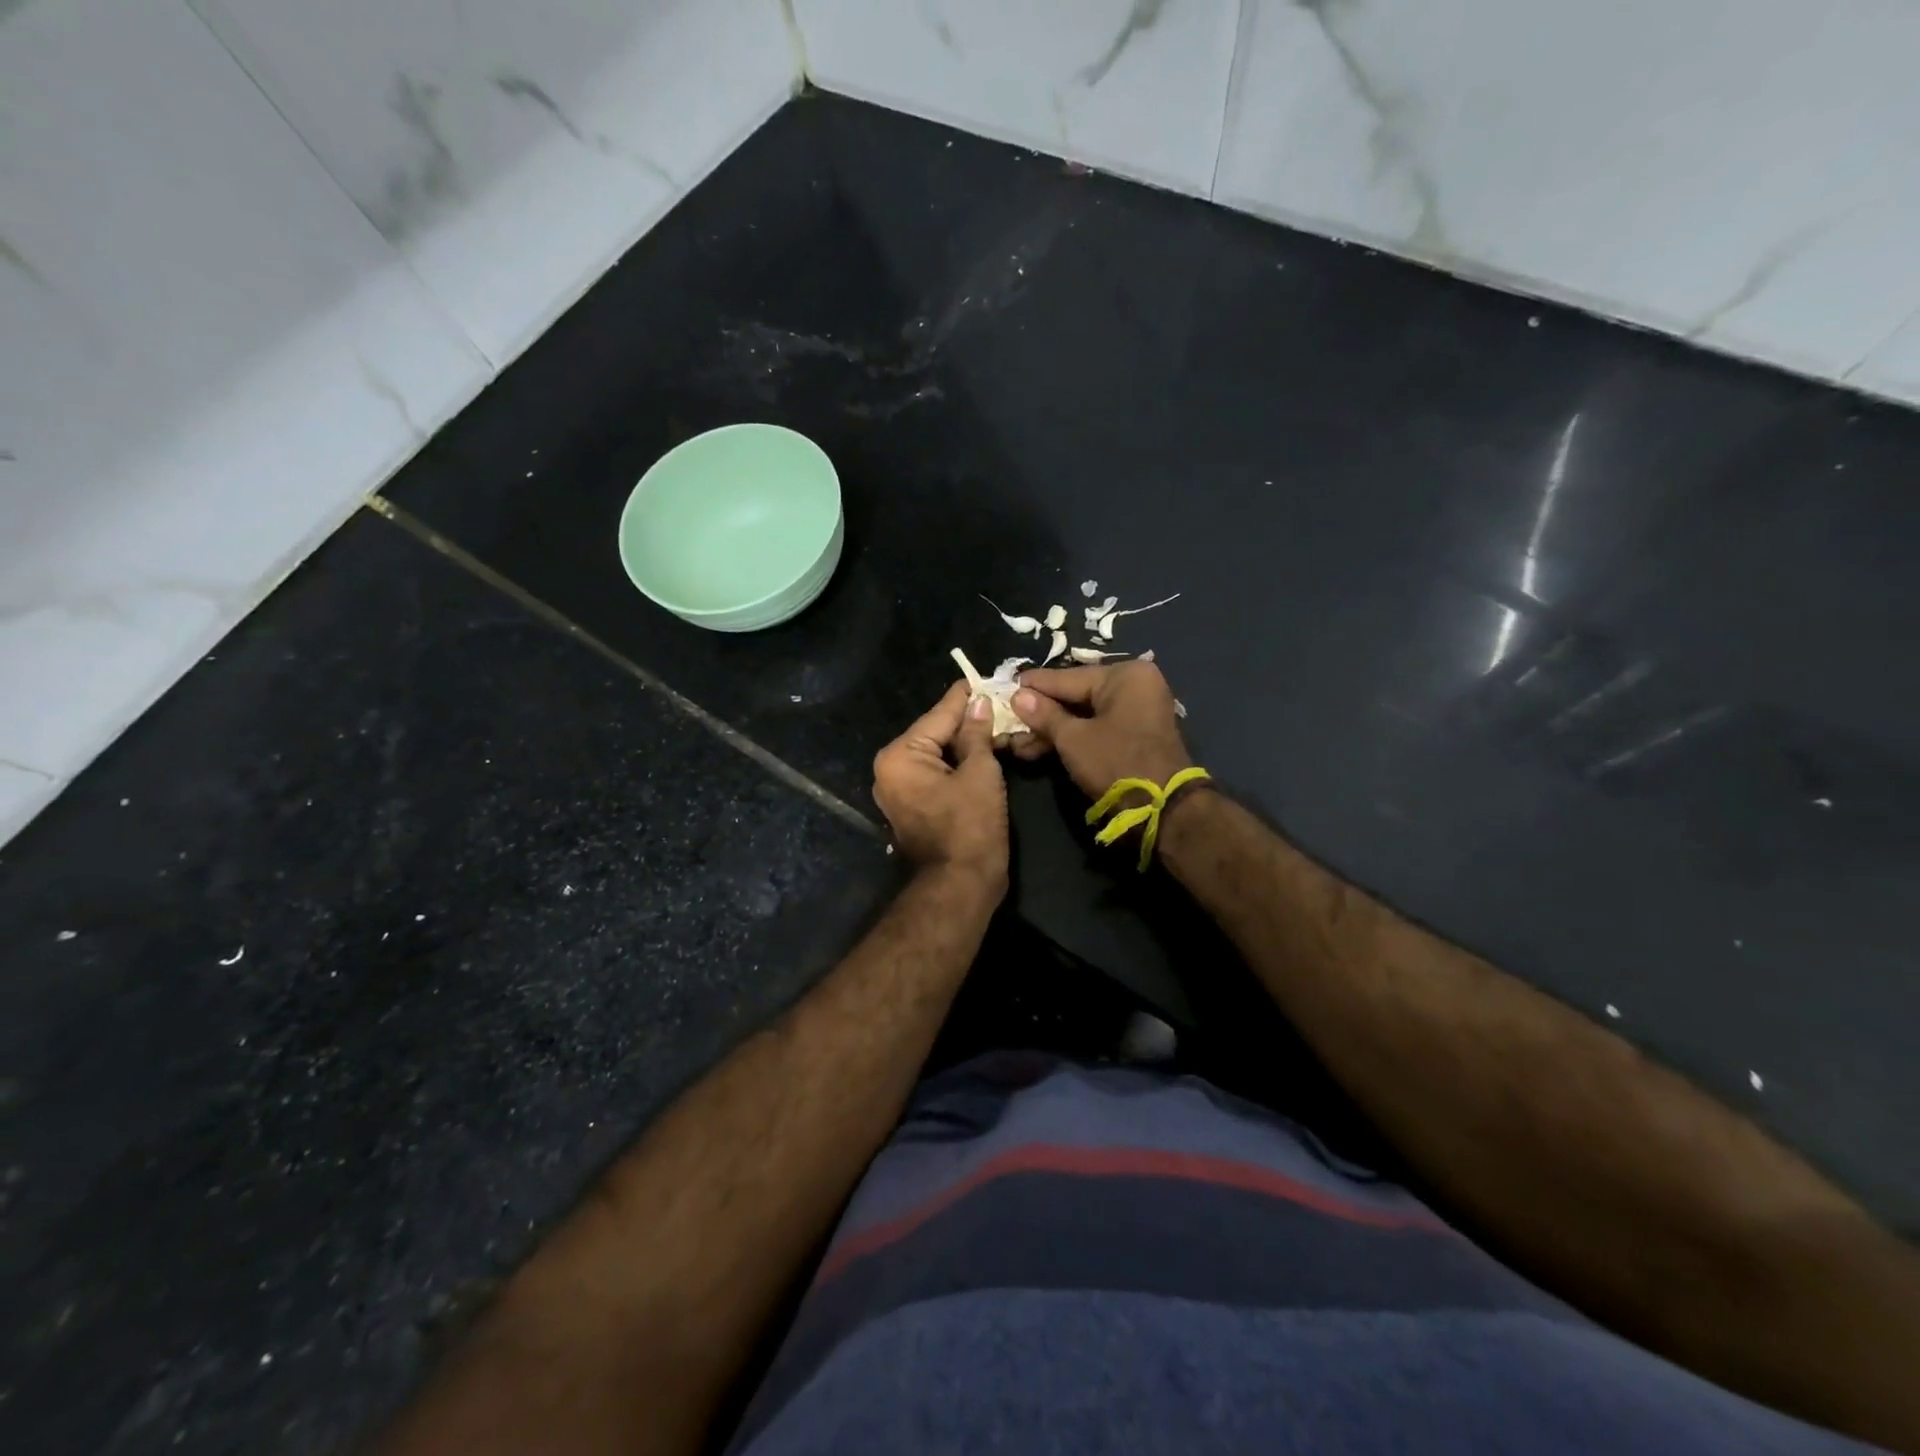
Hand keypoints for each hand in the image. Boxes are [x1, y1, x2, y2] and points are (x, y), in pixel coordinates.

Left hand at [872, 681, 1008, 887]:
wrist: (960, 886)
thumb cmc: (970, 827)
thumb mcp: (980, 773)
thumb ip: (977, 733)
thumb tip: (979, 703)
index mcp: (900, 756)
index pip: (939, 714)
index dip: (966, 697)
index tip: (984, 677)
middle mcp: (891, 769)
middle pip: (935, 733)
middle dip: (968, 720)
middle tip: (999, 702)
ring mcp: (899, 790)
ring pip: (937, 754)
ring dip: (966, 743)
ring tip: (998, 722)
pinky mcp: (913, 806)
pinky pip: (936, 774)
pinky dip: (958, 764)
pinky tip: (985, 751)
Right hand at [1011, 662, 1193, 798]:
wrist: (1165, 810)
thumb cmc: (1117, 763)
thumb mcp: (1073, 739)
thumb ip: (1044, 715)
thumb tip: (1017, 695)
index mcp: (1125, 675)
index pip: (1067, 678)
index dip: (1033, 687)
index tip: (1005, 686)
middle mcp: (1135, 686)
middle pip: (1075, 696)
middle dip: (1041, 715)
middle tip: (1009, 721)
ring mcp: (1138, 712)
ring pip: (1084, 716)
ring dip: (1052, 731)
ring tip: (1017, 744)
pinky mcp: (1136, 736)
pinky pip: (1097, 729)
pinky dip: (1072, 739)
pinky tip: (1039, 750)